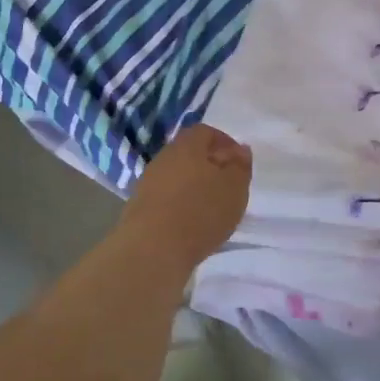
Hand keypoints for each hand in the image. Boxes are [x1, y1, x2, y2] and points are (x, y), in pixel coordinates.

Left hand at [118, 125, 252, 272]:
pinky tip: (190, 222)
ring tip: (210, 207)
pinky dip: (179, 203)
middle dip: (209, 165)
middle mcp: (164, 157)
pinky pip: (165, 196)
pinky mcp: (139, 206)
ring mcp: (147, 181)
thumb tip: (240, 149)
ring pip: (176, 175)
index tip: (238, 161)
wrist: (152, 248)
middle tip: (227, 184)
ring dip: (193, 186)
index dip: (224, 142)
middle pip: (189, 153)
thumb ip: (240, 166)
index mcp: (187, 145)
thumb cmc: (200, 212)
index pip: (205, 132)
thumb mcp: (235, 188)